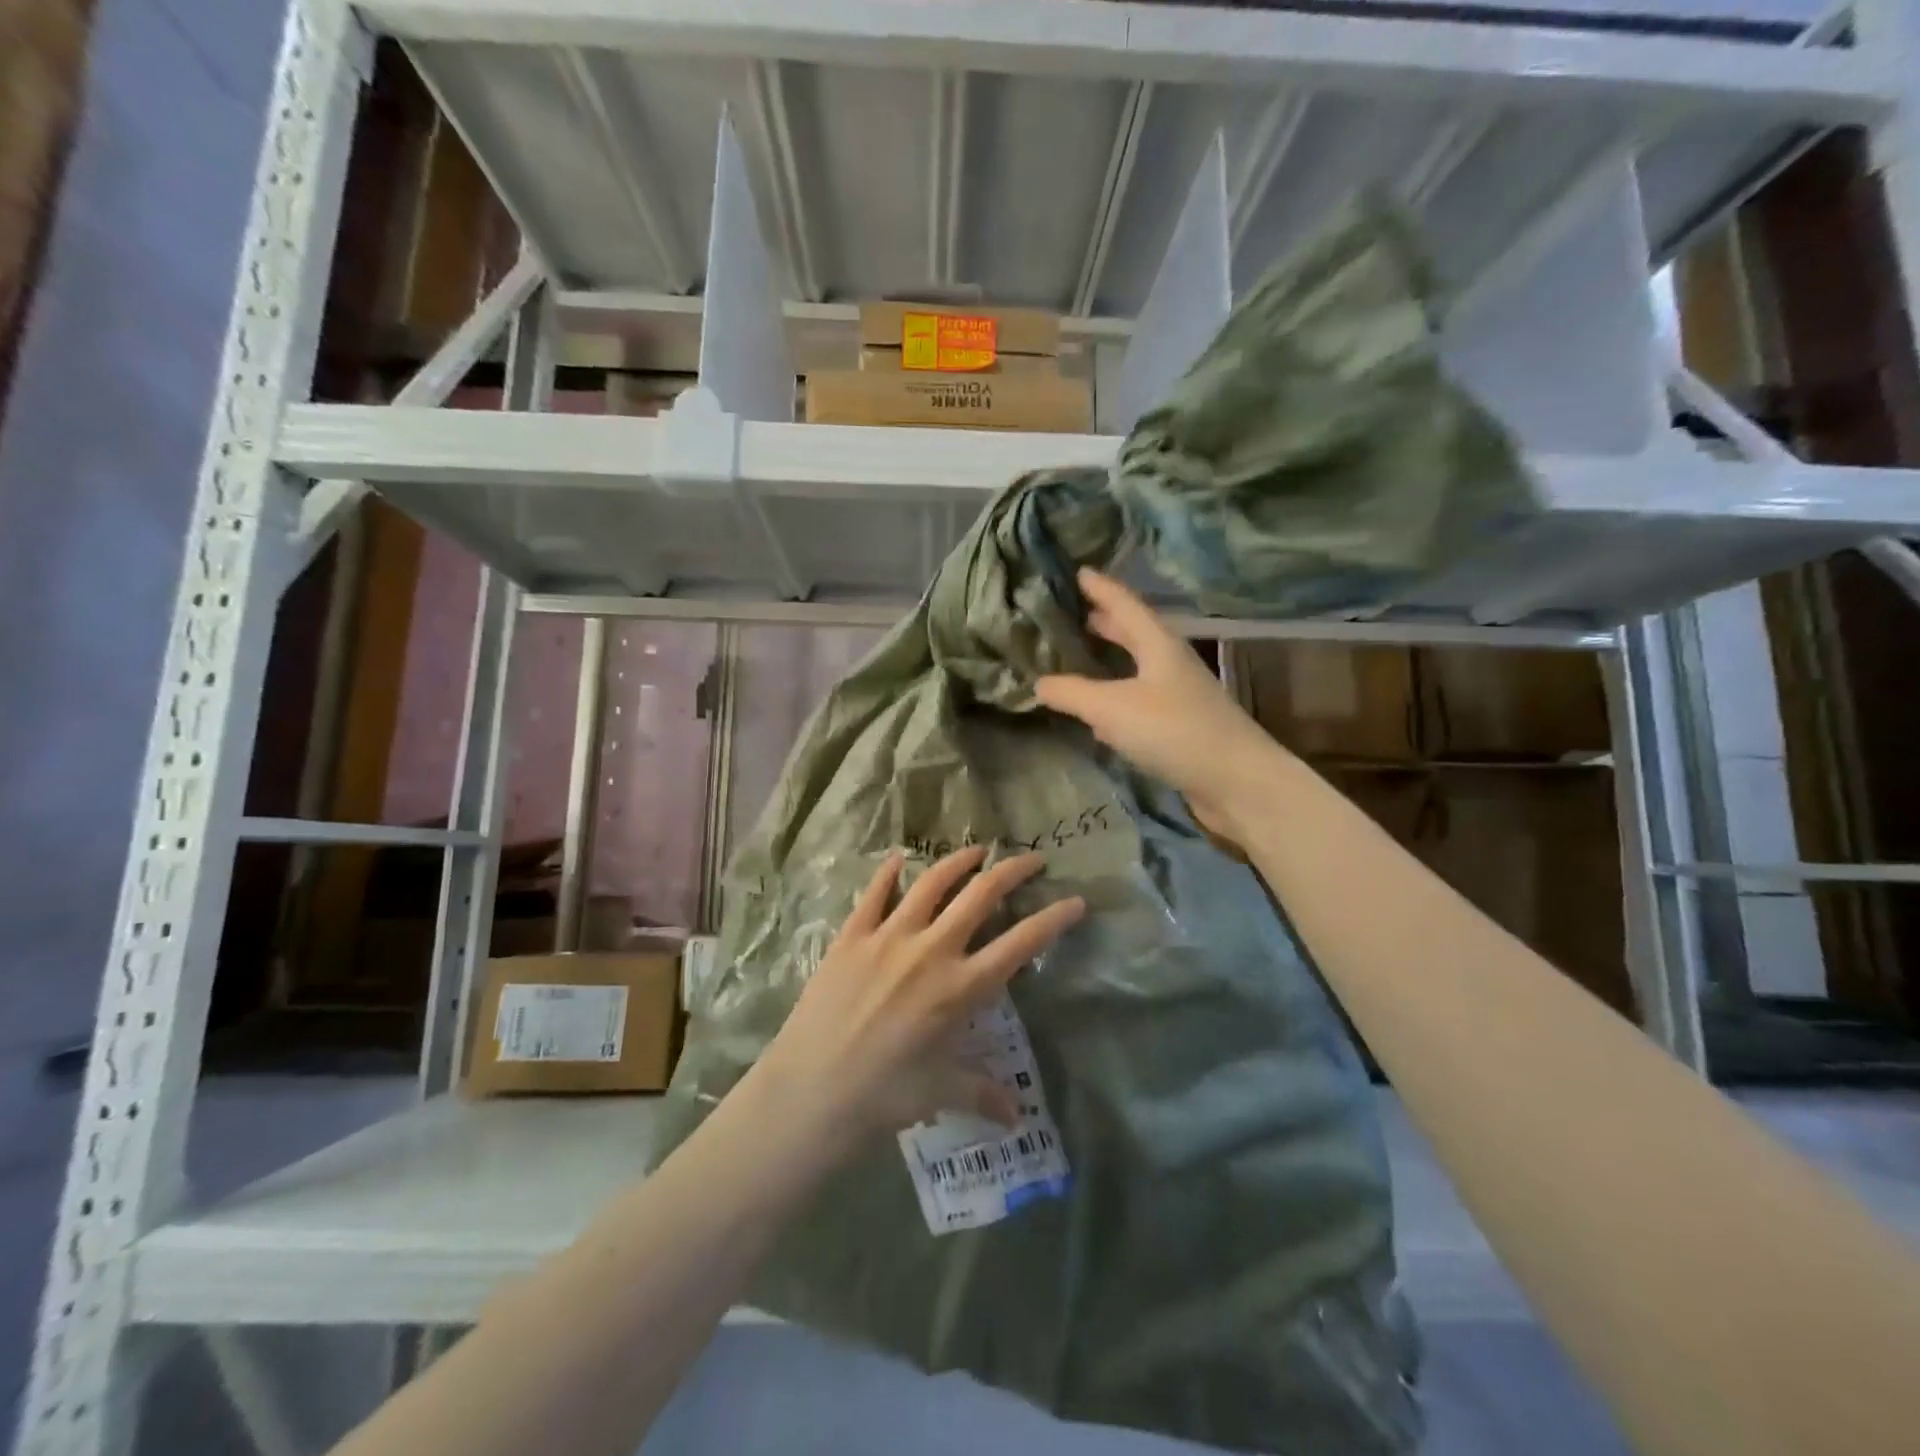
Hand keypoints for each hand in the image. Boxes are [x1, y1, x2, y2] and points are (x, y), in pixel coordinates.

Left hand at [755, 846, 1084, 1156]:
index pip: (1019, 944)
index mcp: (960, 988)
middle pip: (980, 896)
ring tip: (976, 850)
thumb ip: (982, 1094)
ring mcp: (888, 937)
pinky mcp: (851, 936)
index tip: (1075, 900)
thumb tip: (1017, 1120)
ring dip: (958, 861)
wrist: (810, 1091)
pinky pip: (874, 893)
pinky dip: (889, 872)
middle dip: (1011, 871)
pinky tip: (899, 858)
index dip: (1053, 919)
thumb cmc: (883, 1096)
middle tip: (1030, 858)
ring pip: (931, 883)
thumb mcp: (940, 1092)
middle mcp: (931, 951)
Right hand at [1036, 569, 1278, 835]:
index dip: (1101, 587)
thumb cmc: (1174, 730)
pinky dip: (1116, 697)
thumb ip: (1071, 693)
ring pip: (1136, 667)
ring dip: (1110, 660)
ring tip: (1080, 657)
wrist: (1236, 781)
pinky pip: (1139, 700)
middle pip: (1134, 633)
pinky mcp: (1179, 727)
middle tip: (1073, 614)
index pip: (1124, 604)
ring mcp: (1178, 695)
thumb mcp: (1112, 707)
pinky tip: (1099, 713)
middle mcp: (1170, 663)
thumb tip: (1038, 683)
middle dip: (1104, 622)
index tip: (1078, 571)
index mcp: (1158, 644)